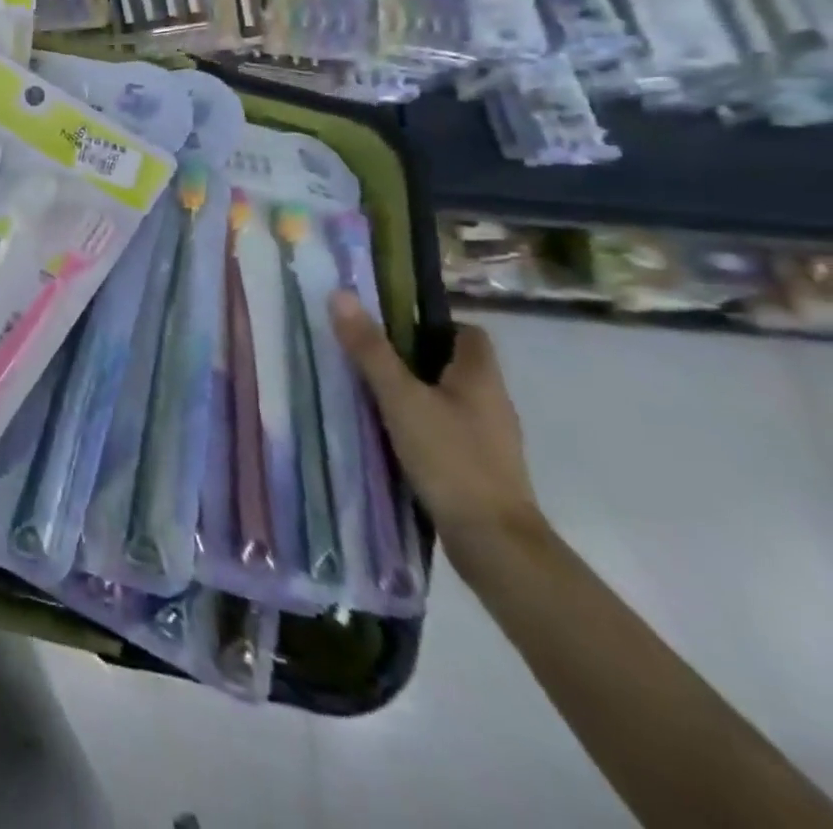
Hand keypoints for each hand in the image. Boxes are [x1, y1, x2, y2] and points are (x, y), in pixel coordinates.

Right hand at [329, 293, 546, 568]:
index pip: (467, 333)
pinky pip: (447, 427)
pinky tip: (391, 432)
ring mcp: (489, 437)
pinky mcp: (478, 465)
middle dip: (413, 356)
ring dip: (415, 390)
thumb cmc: (449, 457)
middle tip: (367, 354)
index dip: (431, 323)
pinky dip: (421, 422)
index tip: (389, 325)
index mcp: (481, 377)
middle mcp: (492, 402)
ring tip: (370, 391)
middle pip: (454, 364)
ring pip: (449, 397)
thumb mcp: (399, 397)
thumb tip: (341, 294)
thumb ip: (370, 349)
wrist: (493, 541)